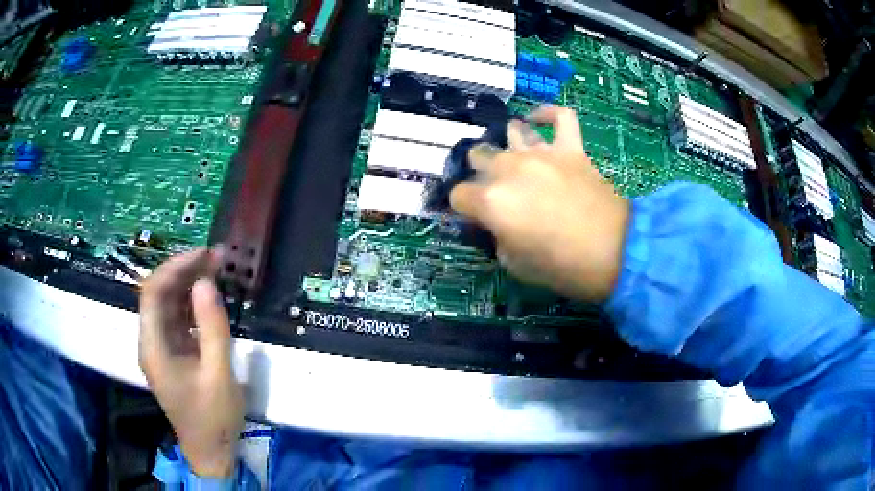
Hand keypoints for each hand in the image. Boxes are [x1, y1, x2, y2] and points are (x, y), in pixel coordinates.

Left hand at [139, 249, 242, 477]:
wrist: (211, 452)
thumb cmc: (213, 418)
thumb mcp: (219, 375)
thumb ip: (212, 328)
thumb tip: (206, 283)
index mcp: (153, 347)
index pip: (153, 292)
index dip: (176, 267)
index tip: (204, 255)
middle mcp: (151, 342)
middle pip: (158, 294)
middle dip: (184, 271)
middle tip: (215, 257)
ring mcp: (161, 348)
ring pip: (168, 305)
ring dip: (189, 285)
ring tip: (216, 269)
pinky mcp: (172, 354)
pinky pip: (178, 320)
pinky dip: (192, 305)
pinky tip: (209, 297)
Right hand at [450, 107, 629, 301]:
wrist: (616, 254)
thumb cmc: (563, 267)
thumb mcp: (516, 265)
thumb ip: (498, 238)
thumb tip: (498, 224)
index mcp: (491, 201)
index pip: (458, 195)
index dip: (464, 208)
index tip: (476, 218)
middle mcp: (509, 169)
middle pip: (479, 156)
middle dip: (481, 174)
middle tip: (497, 191)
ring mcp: (542, 153)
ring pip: (512, 133)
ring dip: (508, 146)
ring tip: (515, 160)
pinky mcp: (571, 148)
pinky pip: (560, 117)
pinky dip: (548, 115)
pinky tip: (538, 120)